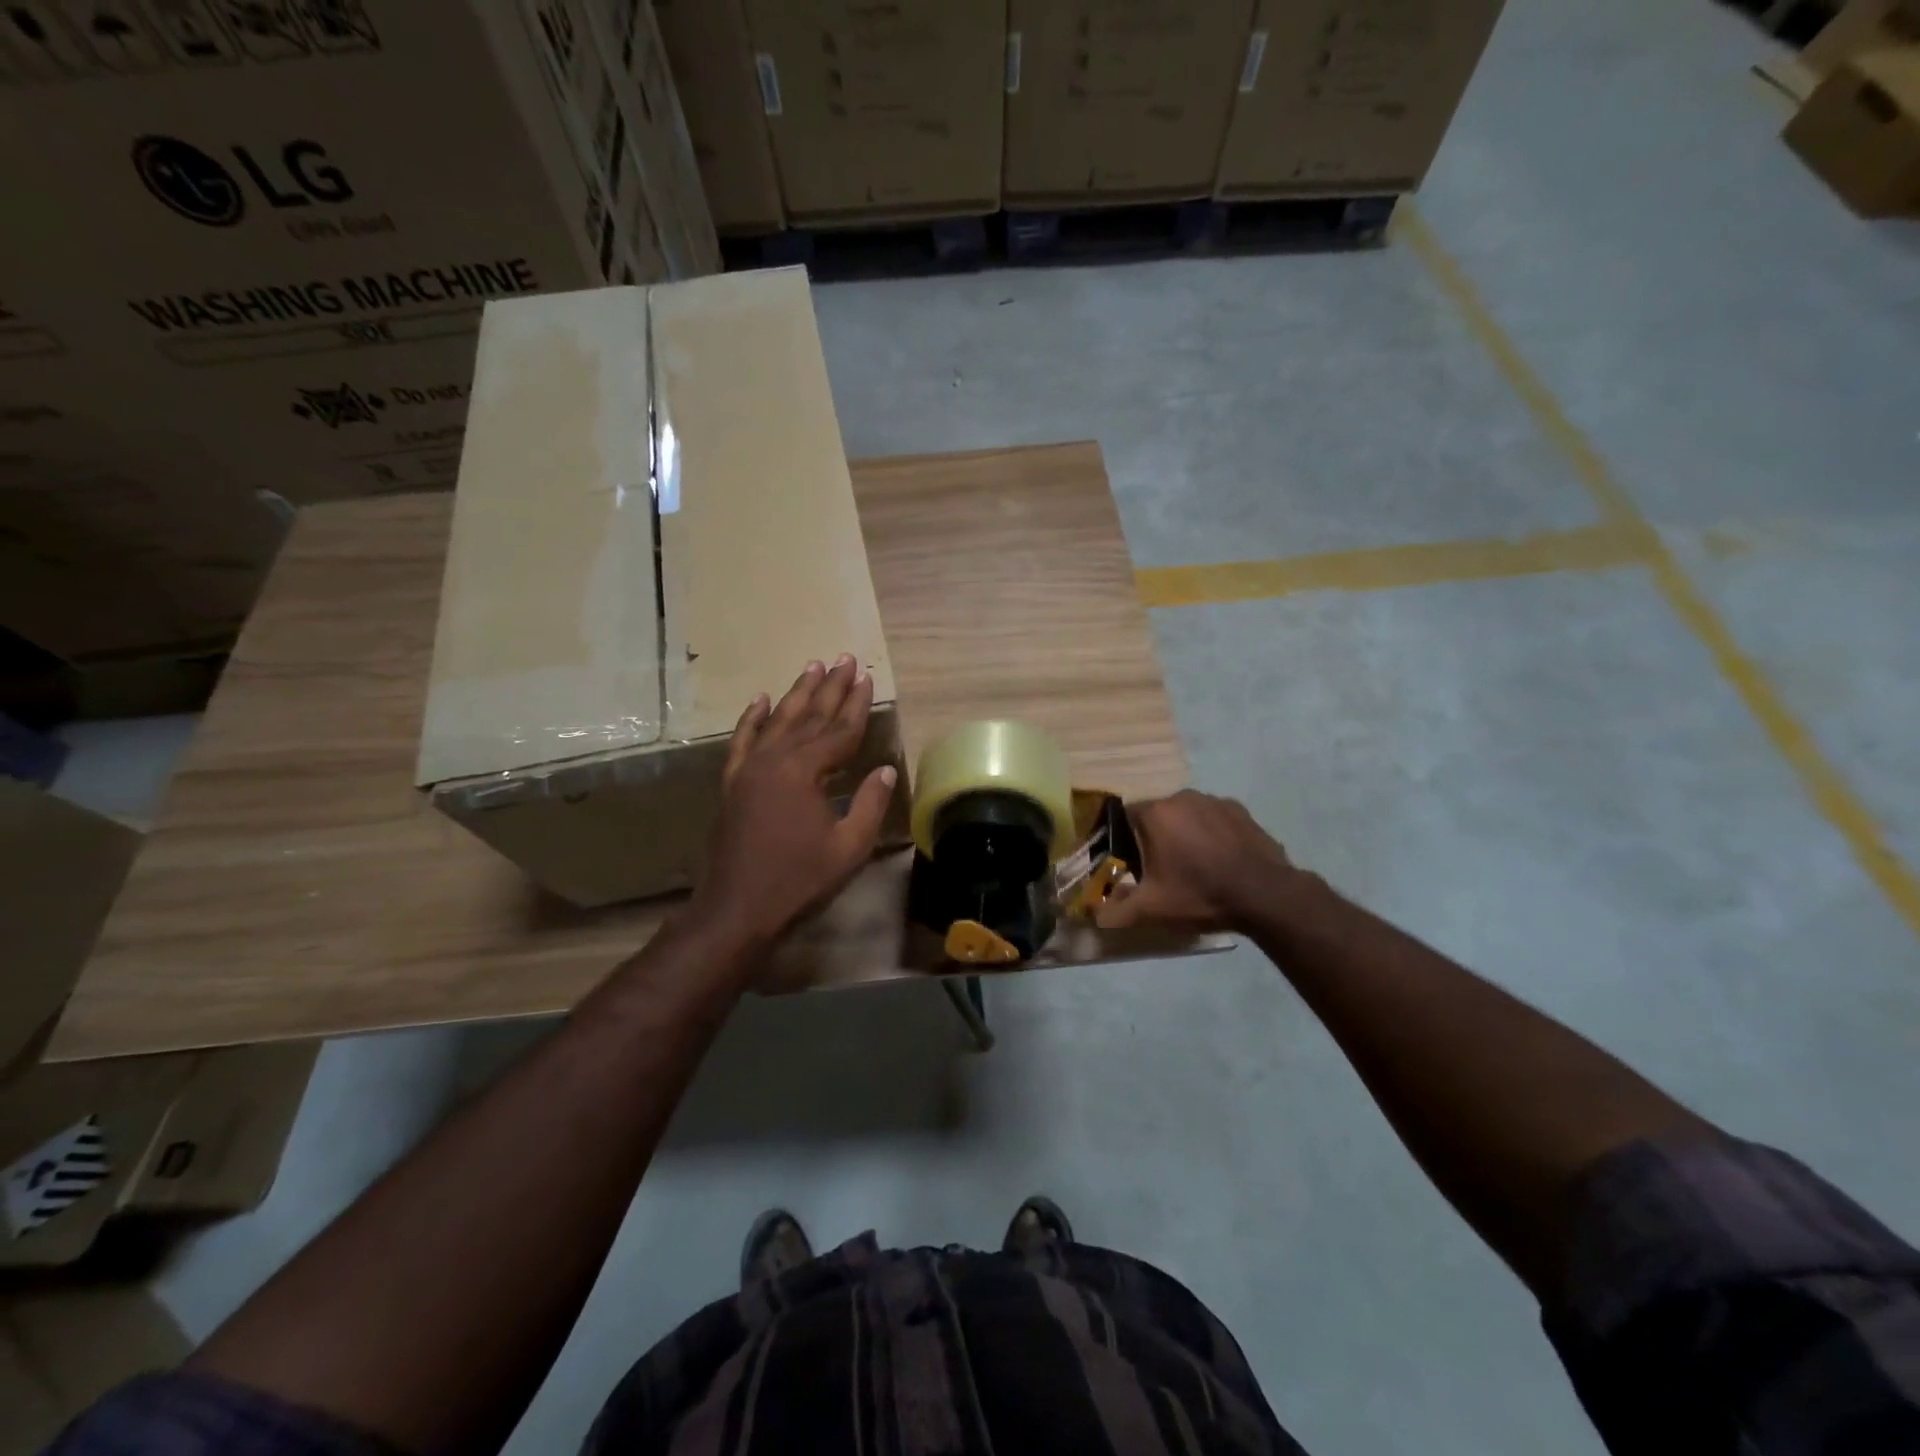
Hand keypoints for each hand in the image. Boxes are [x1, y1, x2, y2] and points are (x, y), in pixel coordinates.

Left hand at [691, 655, 897, 944]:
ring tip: (812, 666)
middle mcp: (773, 760)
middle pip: (809, 717)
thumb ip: (869, 803)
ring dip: (796, 693)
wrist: (736, 911)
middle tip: (844, 659)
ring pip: (777, 721)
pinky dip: (752, 718)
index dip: (856, 705)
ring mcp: (748, 770)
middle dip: (830, 687)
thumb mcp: (848, 847)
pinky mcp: (732, 784)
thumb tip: (886, 769)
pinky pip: (742, 741)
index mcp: (803, 771)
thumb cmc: (798, 882)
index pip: (839, 731)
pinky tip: (761, 699)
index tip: (866, 677)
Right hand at [1095, 790, 1297, 934]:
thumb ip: (1116, 910)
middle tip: (1163, 869)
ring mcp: (1214, 801)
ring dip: (1185, 833)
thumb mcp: (1152, 909)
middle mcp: (1182, 797)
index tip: (1133, 863)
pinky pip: (1215, 819)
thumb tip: (1094, 916)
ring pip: (1187, 815)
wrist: (1264, 895)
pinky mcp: (1241, 810)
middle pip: (1158, 815)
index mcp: (1156, 813)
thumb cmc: (1199, 894)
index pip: (1126, 816)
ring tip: (1195, 866)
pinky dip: (1212, 834)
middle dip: (1157, 837)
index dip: (1126, 840)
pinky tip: (1221, 861)